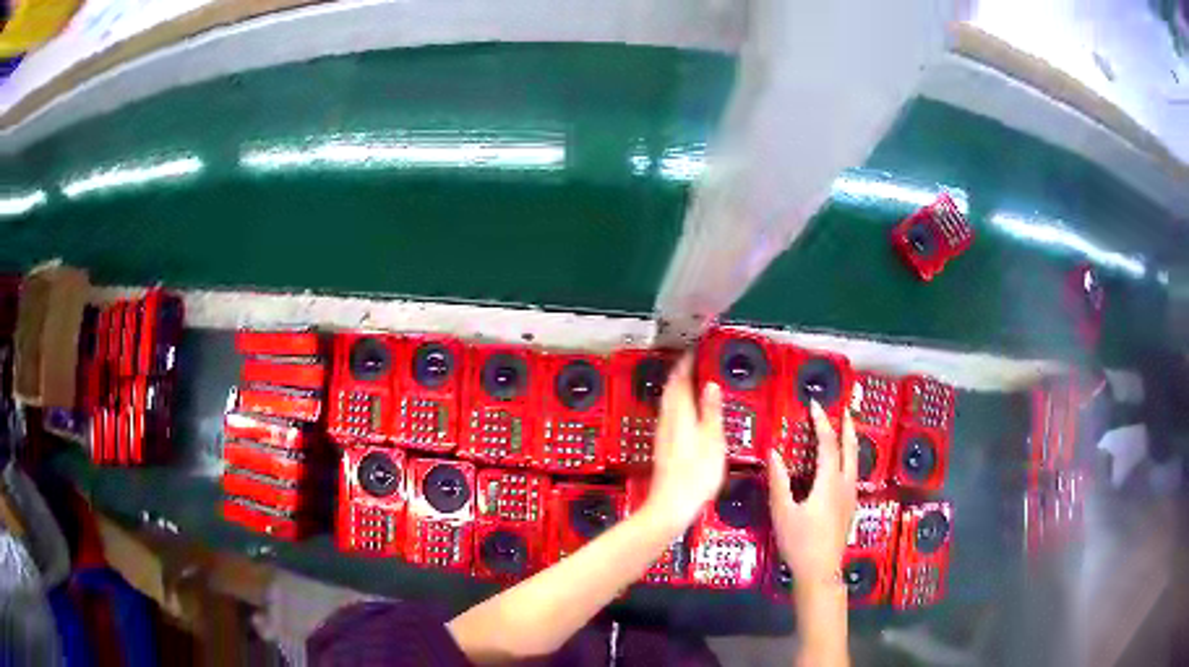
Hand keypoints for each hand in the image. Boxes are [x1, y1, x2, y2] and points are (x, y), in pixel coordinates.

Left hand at [644, 355, 727, 532]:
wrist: (671, 505)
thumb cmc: (695, 475)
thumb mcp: (713, 440)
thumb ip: (711, 411)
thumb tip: (711, 385)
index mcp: (679, 413)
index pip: (679, 379)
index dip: (687, 362)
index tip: (695, 349)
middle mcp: (667, 420)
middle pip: (671, 389)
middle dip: (681, 372)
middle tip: (695, 362)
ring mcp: (663, 434)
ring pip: (668, 401)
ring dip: (679, 387)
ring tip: (693, 381)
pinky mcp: (663, 446)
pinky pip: (670, 414)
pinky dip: (679, 404)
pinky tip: (688, 412)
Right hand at [767, 401, 858, 588]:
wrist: (820, 571)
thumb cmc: (799, 542)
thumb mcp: (783, 512)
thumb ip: (779, 481)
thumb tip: (774, 453)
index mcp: (829, 482)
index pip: (827, 444)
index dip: (821, 422)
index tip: (814, 405)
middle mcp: (844, 485)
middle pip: (850, 449)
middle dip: (847, 427)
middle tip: (844, 410)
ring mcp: (850, 496)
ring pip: (855, 461)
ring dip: (851, 442)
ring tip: (847, 431)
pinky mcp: (850, 507)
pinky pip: (853, 473)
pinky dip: (850, 458)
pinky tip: (843, 465)